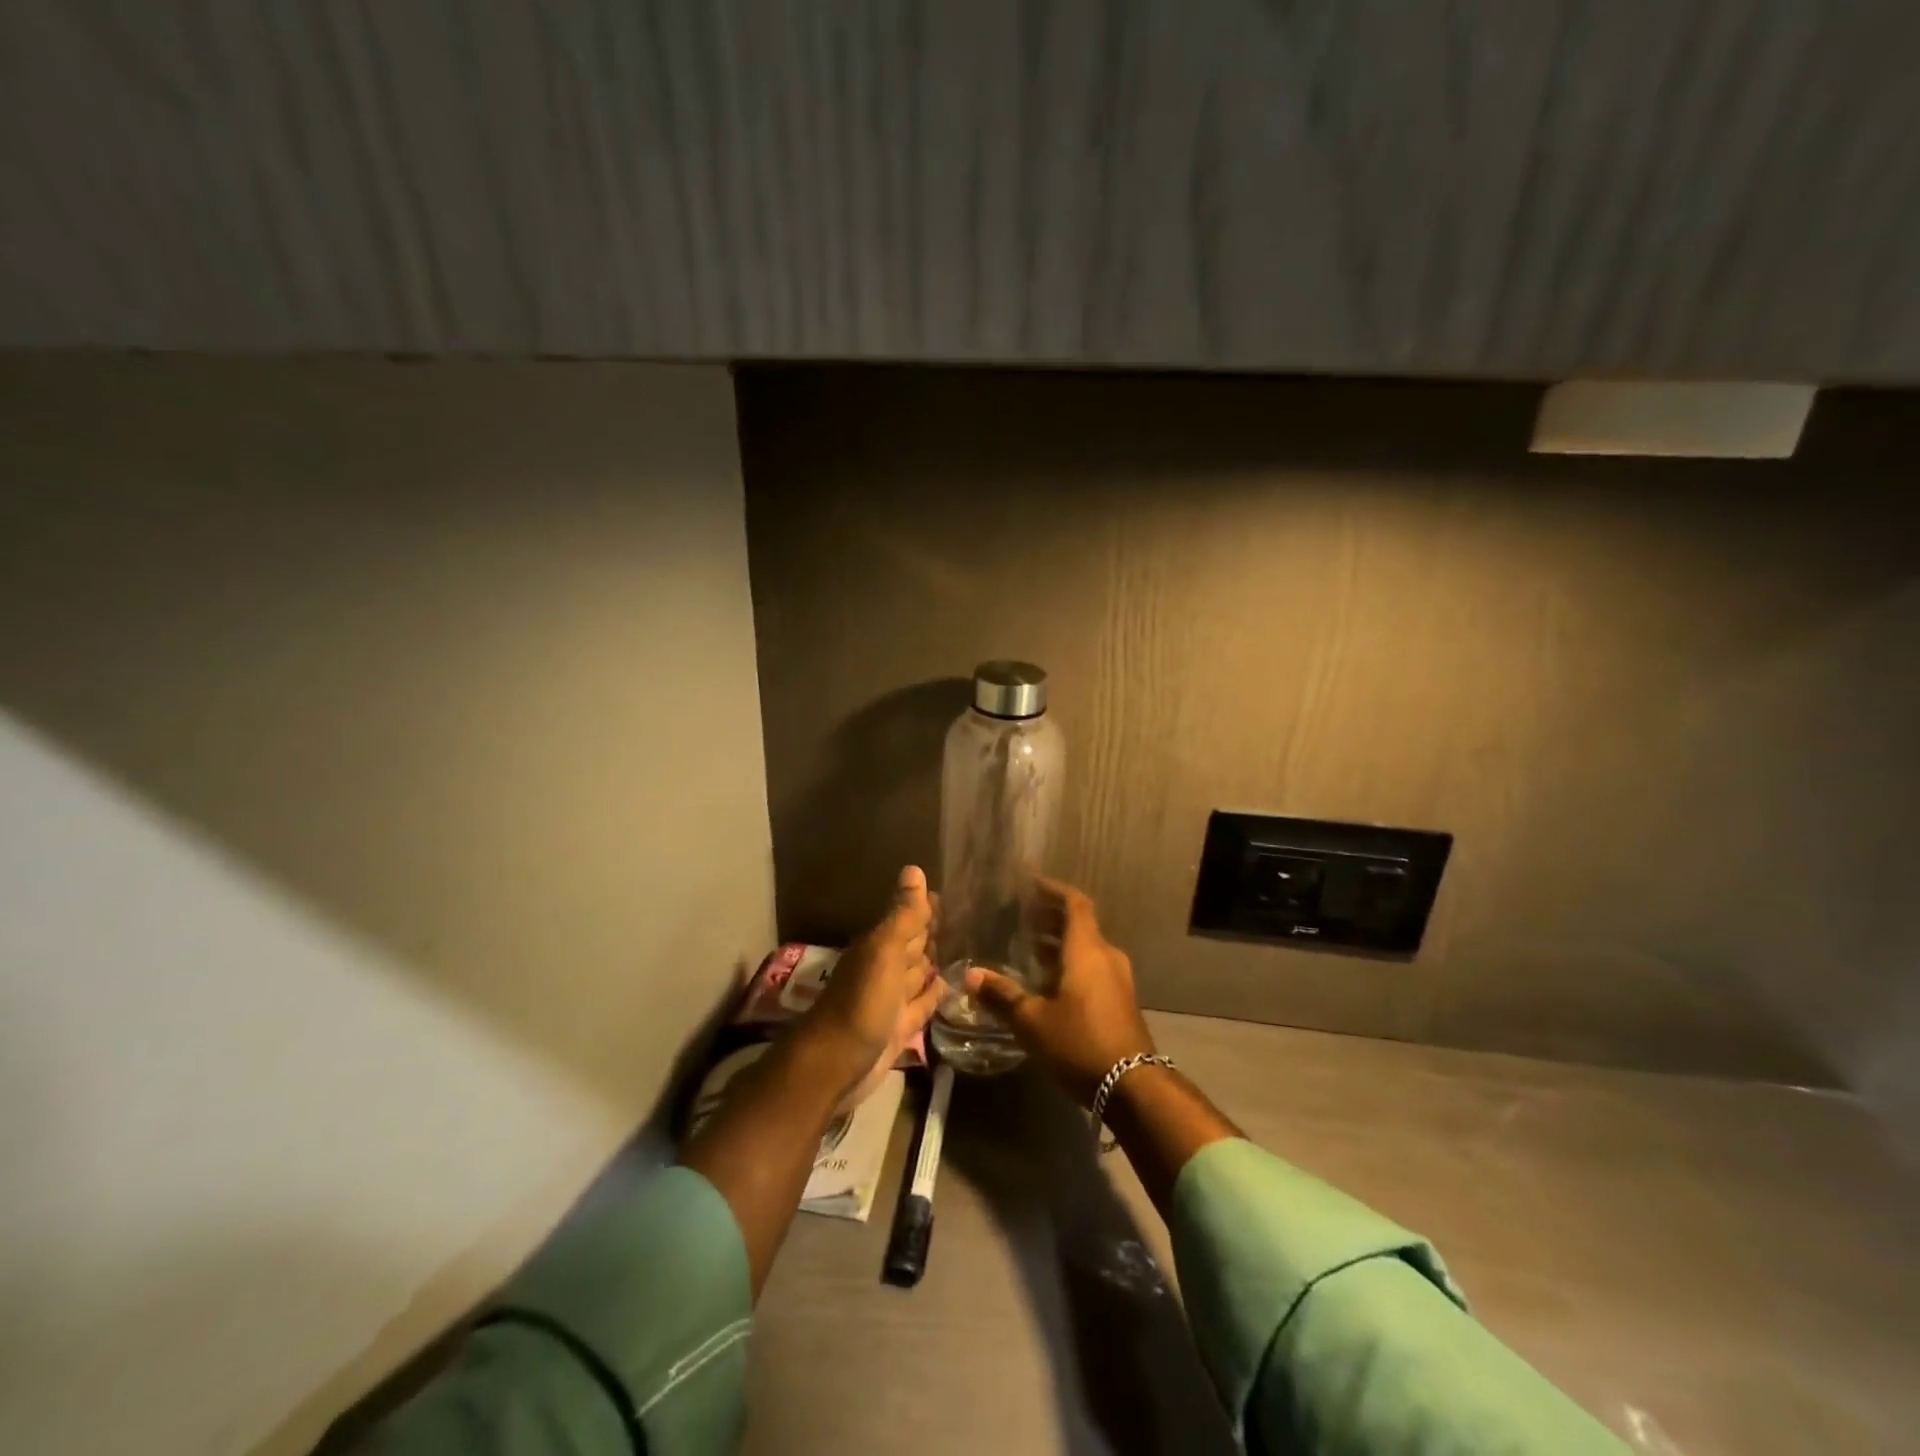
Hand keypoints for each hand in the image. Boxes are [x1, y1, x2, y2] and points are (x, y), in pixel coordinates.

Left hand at [802, 865, 941, 1106]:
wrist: (835, 1067)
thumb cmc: (860, 1004)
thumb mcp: (883, 953)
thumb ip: (903, 916)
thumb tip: (914, 869)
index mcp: (878, 946)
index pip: (907, 919)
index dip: (925, 907)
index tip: (950, 892)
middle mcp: (885, 969)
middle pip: (912, 946)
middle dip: (932, 933)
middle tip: (964, 918)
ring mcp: (891, 1000)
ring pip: (918, 974)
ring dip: (934, 963)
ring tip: (964, 949)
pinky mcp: (899, 1028)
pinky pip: (922, 1005)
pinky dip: (934, 995)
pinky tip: (951, 987)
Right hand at [964, 877, 1155, 1106]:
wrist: (1133, 1086)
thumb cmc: (1080, 1042)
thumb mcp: (1032, 1021)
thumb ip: (1002, 995)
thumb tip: (972, 975)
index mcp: (1087, 949)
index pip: (1074, 903)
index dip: (1053, 890)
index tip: (1031, 884)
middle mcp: (1106, 956)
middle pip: (1080, 924)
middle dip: (1051, 917)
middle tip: (1022, 917)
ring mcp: (1117, 979)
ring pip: (1086, 947)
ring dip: (1060, 943)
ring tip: (1030, 948)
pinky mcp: (1120, 1000)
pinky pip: (1093, 967)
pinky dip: (1071, 963)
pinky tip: (1049, 982)